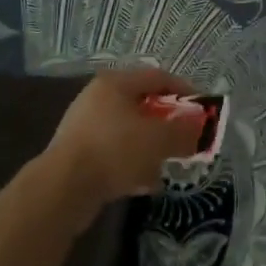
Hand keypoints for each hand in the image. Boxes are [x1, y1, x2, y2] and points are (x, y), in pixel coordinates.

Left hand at [41, 66, 207, 210]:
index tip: (202, 109)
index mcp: (115, 83)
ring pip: (129, 131)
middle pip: (142, 104)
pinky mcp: (78, 154)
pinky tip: (145, 182)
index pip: (157, 76)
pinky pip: (115, 153)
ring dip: (151, 146)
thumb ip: (184, 131)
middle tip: (186, 137)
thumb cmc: (115, 150)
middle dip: (167, 122)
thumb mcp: (159, 139)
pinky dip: (132, 163)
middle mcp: (97, 99)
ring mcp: (85, 127)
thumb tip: (201, 127)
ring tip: (168, 163)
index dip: (183, 90)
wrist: (63, 188)